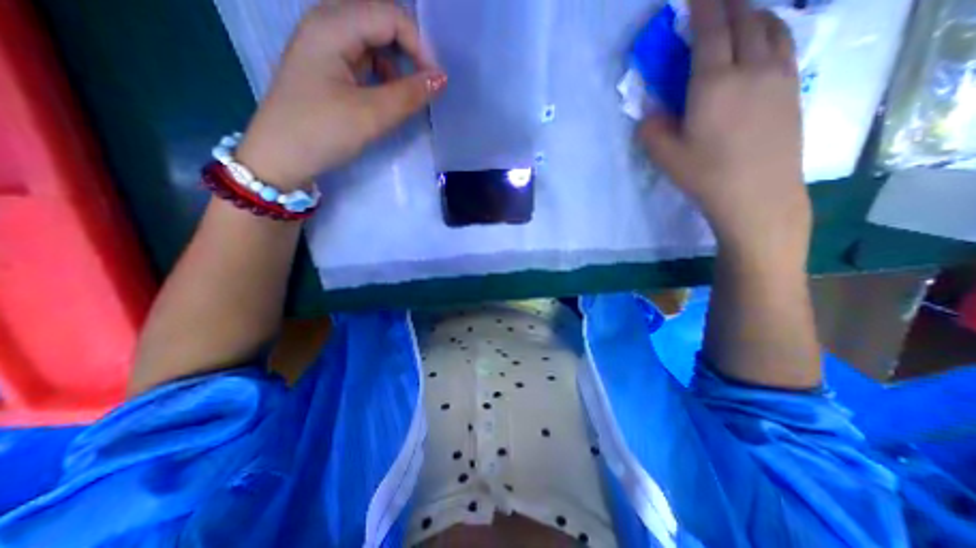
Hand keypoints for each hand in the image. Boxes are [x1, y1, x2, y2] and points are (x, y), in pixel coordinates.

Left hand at [236, 0, 449, 189]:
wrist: (280, 158)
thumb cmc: (323, 132)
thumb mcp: (371, 115)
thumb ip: (409, 95)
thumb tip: (441, 79)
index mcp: (332, 26)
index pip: (389, 16)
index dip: (419, 46)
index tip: (435, 82)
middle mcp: (326, 25)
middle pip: (381, 22)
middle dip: (410, 52)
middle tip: (425, 84)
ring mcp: (324, 47)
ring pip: (373, 42)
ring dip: (396, 65)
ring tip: (407, 95)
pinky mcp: (326, 68)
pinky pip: (363, 60)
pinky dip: (382, 75)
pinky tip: (386, 96)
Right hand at [642, 0, 809, 264]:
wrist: (758, 195)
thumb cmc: (706, 176)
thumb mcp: (666, 157)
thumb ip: (652, 130)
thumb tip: (649, 113)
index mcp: (714, 84)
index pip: (710, 32)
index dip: (702, 7)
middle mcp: (751, 69)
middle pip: (744, 20)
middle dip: (728, 3)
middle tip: (714, 0)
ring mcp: (778, 76)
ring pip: (770, 27)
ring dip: (752, 13)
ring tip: (739, 13)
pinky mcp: (792, 89)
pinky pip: (784, 44)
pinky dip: (771, 30)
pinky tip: (763, 38)